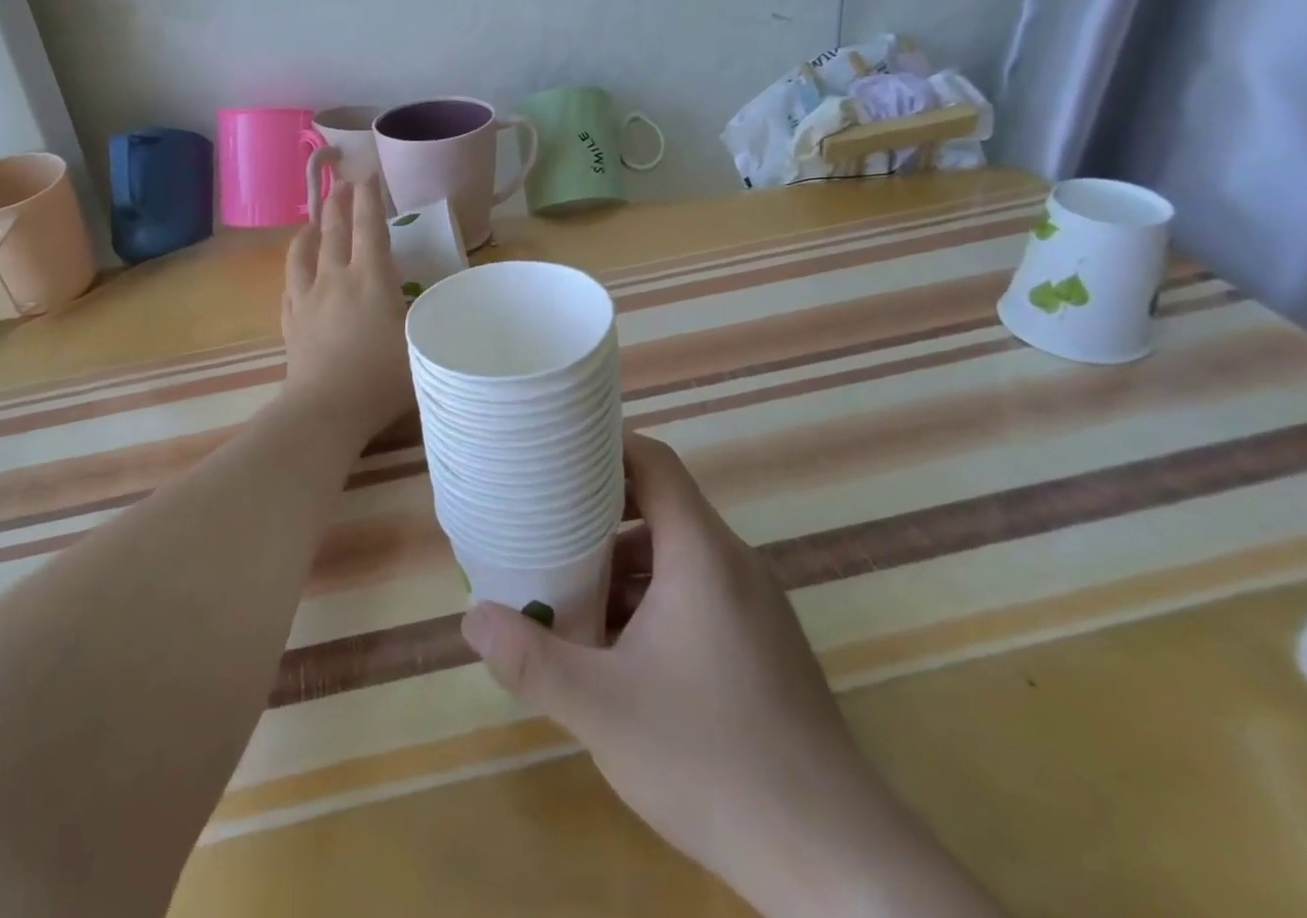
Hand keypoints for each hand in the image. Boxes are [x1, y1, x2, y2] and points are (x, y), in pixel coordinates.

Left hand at [279, 182, 412, 442]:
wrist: (326, 409)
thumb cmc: (382, 377)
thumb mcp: (419, 343)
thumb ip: (425, 316)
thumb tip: (432, 301)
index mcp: (371, 278)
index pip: (369, 225)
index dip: (370, 197)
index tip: (368, 173)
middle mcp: (336, 278)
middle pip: (334, 230)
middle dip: (338, 202)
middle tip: (341, 184)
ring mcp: (307, 298)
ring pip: (303, 252)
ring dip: (310, 230)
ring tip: (312, 221)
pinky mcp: (291, 321)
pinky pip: (289, 284)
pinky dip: (294, 268)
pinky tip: (296, 271)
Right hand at [460, 435, 1001, 917]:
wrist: (835, 861)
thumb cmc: (713, 761)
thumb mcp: (602, 709)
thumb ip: (531, 659)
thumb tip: (470, 618)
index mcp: (701, 552)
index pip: (653, 460)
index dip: (604, 444)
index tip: (554, 452)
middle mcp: (732, 563)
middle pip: (660, 503)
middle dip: (598, 510)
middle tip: (543, 522)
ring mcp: (754, 606)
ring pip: (676, 553)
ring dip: (621, 561)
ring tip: (569, 587)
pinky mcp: (762, 645)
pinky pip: (696, 591)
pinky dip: (651, 596)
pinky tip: (619, 647)